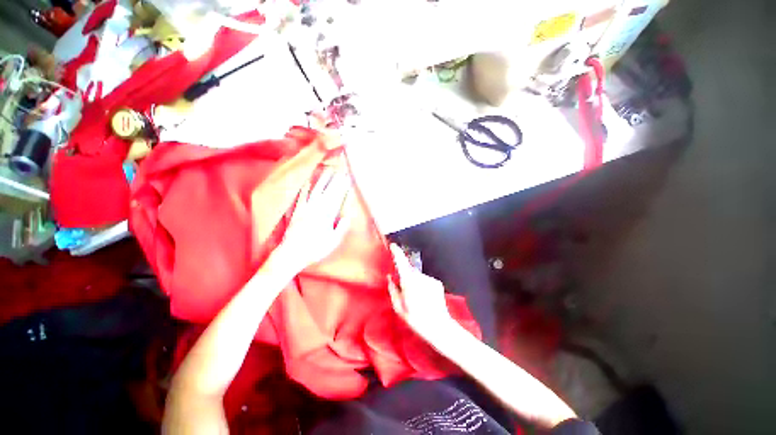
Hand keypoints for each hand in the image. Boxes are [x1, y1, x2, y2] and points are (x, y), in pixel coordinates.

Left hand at [277, 165, 351, 272]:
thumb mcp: (332, 242)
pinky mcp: (296, 211)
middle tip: (341, 169)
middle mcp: (316, 210)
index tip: (348, 178)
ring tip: (328, 170)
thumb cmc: (314, 250)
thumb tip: (348, 216)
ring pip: (316, 191)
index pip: (337, 198)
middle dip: (335, 180)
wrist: (291, 254)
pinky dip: (305, 188)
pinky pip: (301, 197)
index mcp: (327, 217)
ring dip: (323, 180)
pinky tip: (307, 181)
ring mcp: (305, 209)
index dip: (343, 187)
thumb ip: (341, 228)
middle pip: (328, 191)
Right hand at [388, 244, 454, 340]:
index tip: (393, 245)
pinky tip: (425, 298)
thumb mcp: (398, 307)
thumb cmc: (415, 318)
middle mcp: (420, 276)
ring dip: (415, 283)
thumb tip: (390, 278)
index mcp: (408, 281)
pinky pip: (426, 280)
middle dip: (405, 277)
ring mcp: (430, 278)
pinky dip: (423, 286)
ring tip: (417, 299)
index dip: (397, 252)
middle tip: (405, 291)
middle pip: (409, 270)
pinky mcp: (437, 282)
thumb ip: (392, 289)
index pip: (401, 262)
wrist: (438, 326)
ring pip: (418, 276)